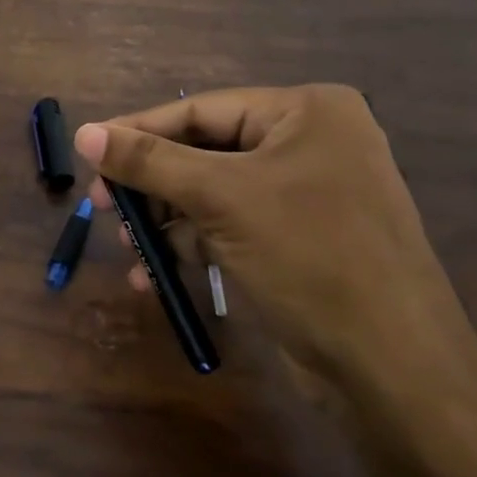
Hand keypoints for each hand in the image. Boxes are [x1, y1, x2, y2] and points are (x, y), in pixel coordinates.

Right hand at [75, 85, 476, 400]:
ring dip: (165, 222)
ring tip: (128, 250)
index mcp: (305, 112)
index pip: (199, 110)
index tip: (86, 152)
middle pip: (203, 152)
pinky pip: (229, 226)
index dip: (137, 131)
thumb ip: (148, 162)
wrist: (393, 366)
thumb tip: (83, 133)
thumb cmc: (310, 258)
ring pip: (211, 193)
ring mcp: (307, 192)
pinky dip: (191, 246)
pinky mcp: (299, 237)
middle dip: (151, 186)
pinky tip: (154, 276)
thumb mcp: (220, 199)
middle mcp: (309, 142)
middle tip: (103, 208)